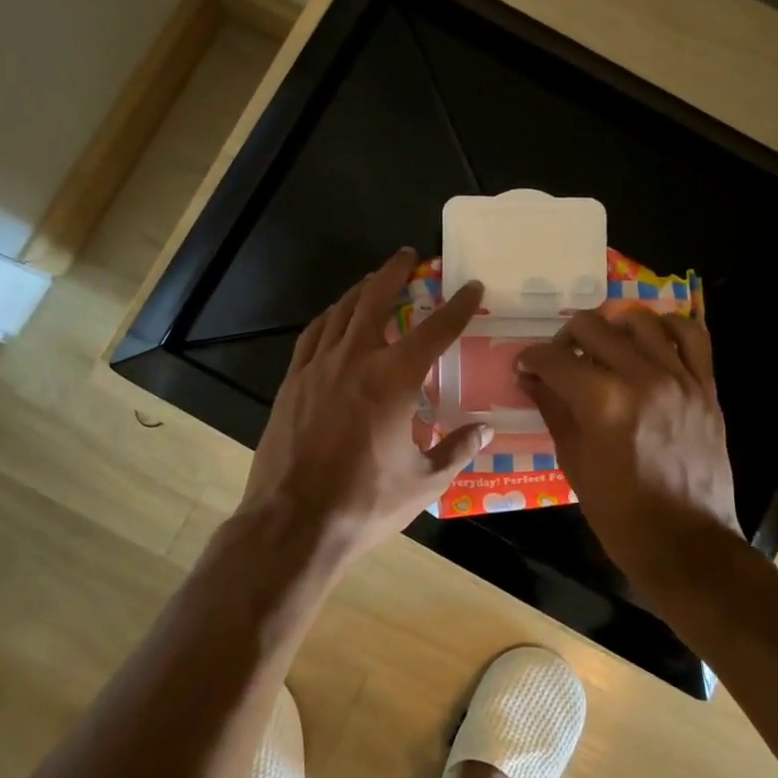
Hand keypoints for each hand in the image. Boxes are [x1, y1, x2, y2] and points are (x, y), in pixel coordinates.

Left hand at [242, 249, 488, 562]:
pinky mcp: (292, 383)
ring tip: (373, 280)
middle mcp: (354, 360)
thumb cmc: (365, 503)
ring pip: (340, 312)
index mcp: (393, 379)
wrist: (293, 522)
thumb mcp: (424, 482)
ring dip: (360, 291)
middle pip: (375, 300)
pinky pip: (312, 336)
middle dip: (394, 272)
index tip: (471, 286)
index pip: (435, 330)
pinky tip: (333, 320)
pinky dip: (329, 319)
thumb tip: (485, 429)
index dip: (457, 306)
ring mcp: (317, 368)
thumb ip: (457, 449)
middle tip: (408, 255)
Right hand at [514, 308, 740, 589]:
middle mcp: (642, 378)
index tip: (525, 367)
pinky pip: (691, 336)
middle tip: (560, 361)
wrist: (686, 544)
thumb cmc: (620, 515)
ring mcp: (680, 379)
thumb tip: (531, 379)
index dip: (531, 359)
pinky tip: (649, 341)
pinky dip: (666, 328)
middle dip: (564, 339)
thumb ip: (553, 410)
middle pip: (592, 327)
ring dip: (612, 327)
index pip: (555, 358)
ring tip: (604, 347)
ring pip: (640, 319)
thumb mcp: (574, 462)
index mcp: (603, 402)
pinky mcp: (705, 387)